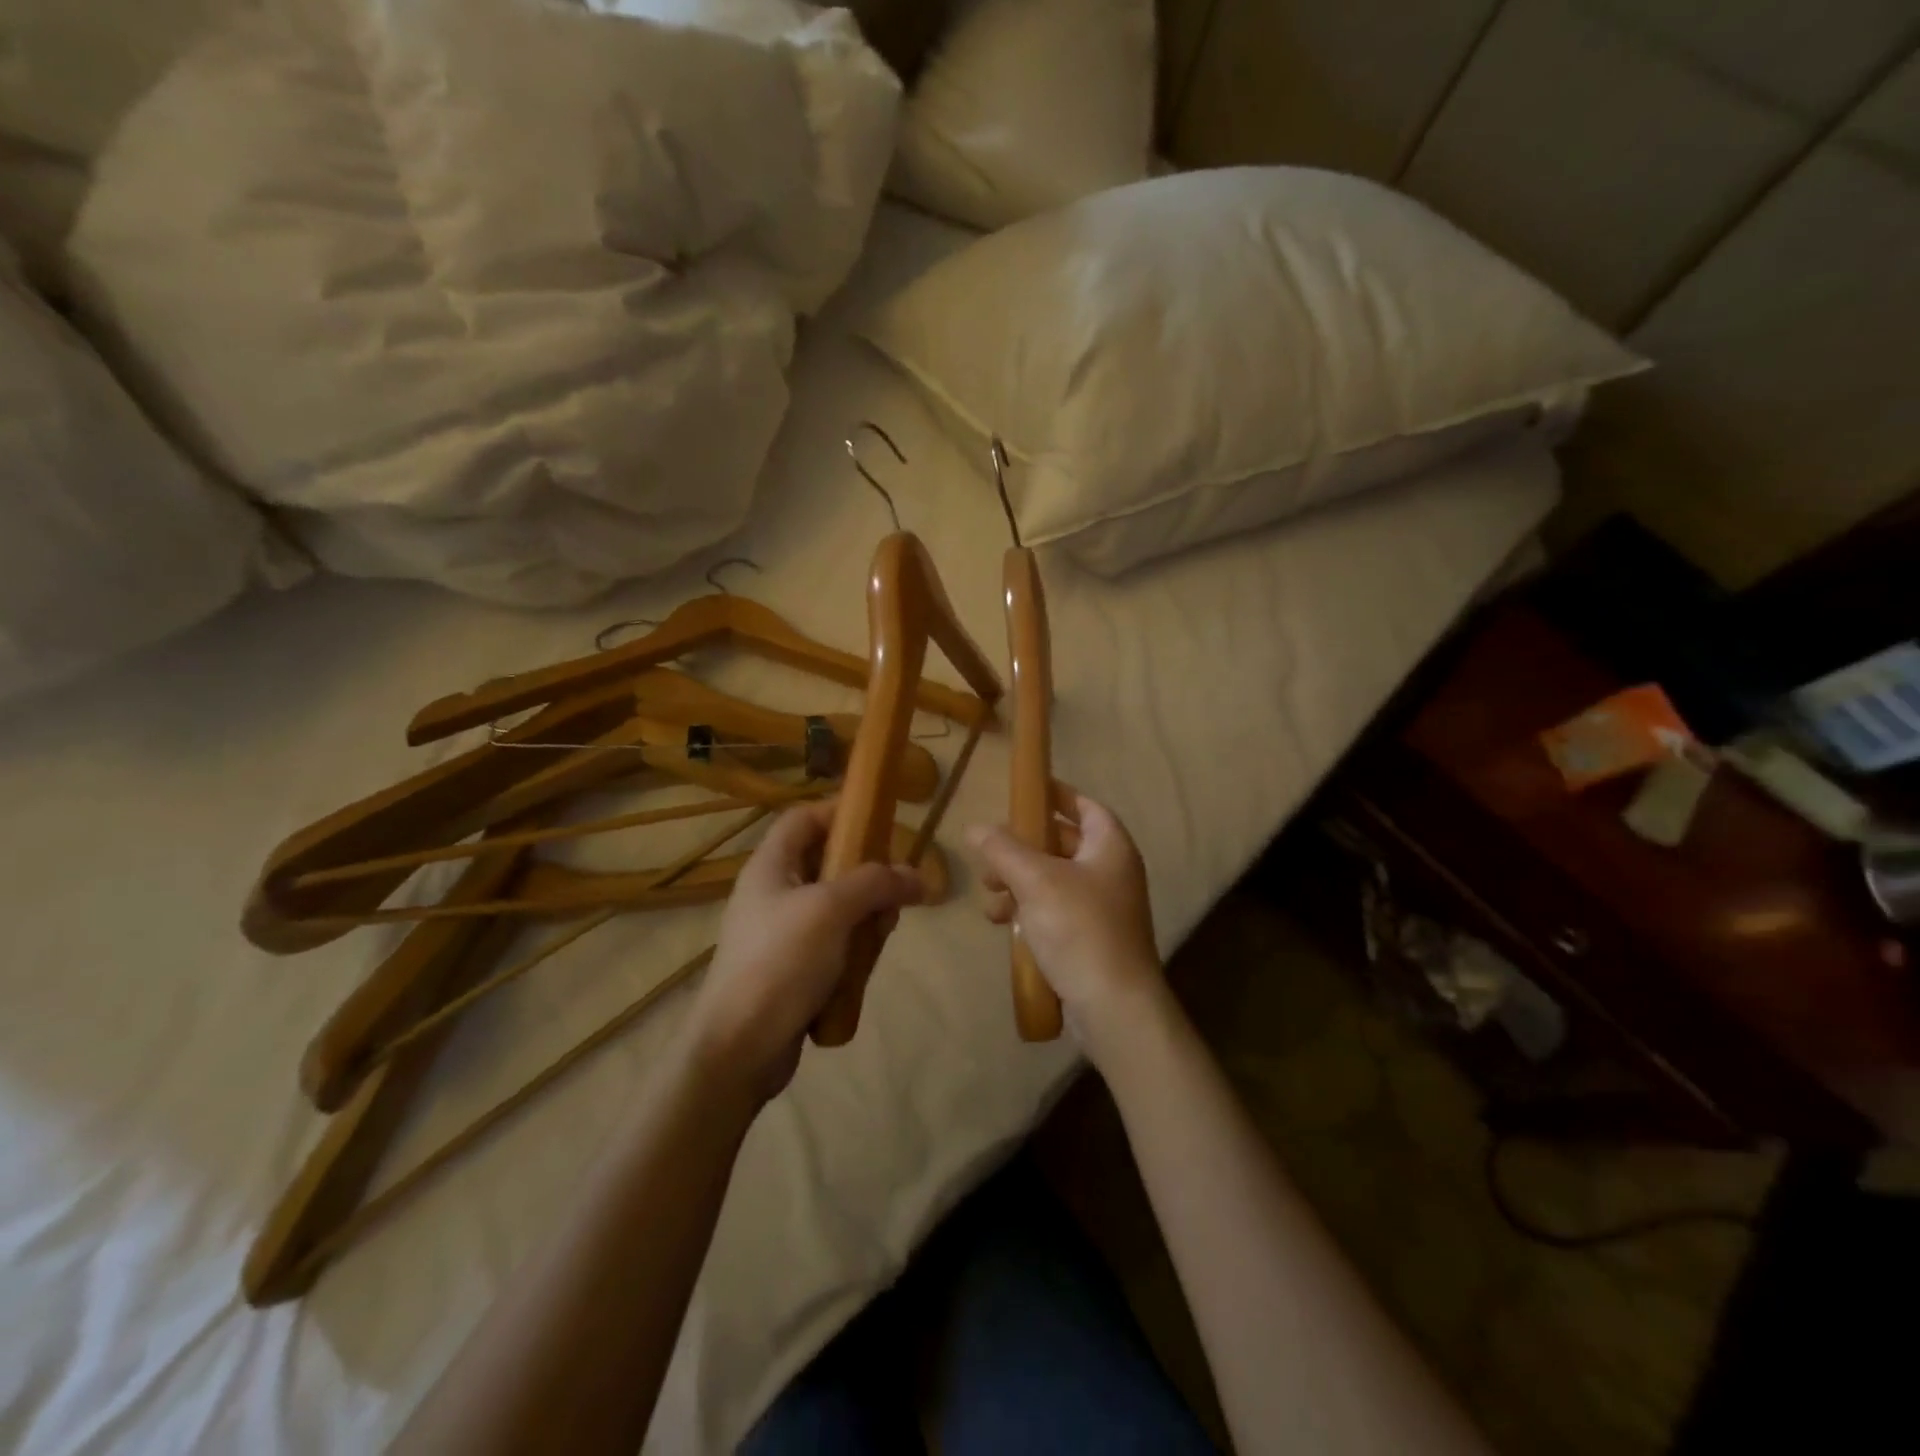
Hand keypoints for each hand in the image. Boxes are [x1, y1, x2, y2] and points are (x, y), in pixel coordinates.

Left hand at [690, 800, 922, 1105]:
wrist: (739, 1048)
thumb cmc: (780, 963)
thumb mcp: (832, 910)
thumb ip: (876, 884)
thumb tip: (917, 876)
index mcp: (770, 866)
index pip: (804, 818)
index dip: (840, 812)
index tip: (881, 823)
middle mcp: (772, 892)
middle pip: (825, 862)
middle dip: (865, 874)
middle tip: (892, 893)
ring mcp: (779, 932)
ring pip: (834, 906)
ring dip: (864, 915)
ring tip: (881, 934)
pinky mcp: (789, 968)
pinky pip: (830, 942)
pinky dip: (852, 948)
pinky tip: (864, 967)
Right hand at [965, 794, 1168, 1066]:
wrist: (1114, 1008)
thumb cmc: (1080, 930)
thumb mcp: (1035, 881)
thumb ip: (1003, 849)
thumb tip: (976, 827)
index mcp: (1110, 847)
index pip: (1085, 806)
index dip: (1056, 795)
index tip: (1025, 792)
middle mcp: (1111, 872)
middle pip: (1062, 844)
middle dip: (1022, 848)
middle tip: (990, 855)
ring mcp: (1102, 908)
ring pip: (1052, 881)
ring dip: (1018, 883)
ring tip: (991, 898)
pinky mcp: (1089, 939)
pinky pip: (1054, 912)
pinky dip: (1029, 912)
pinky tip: (1005, 926)